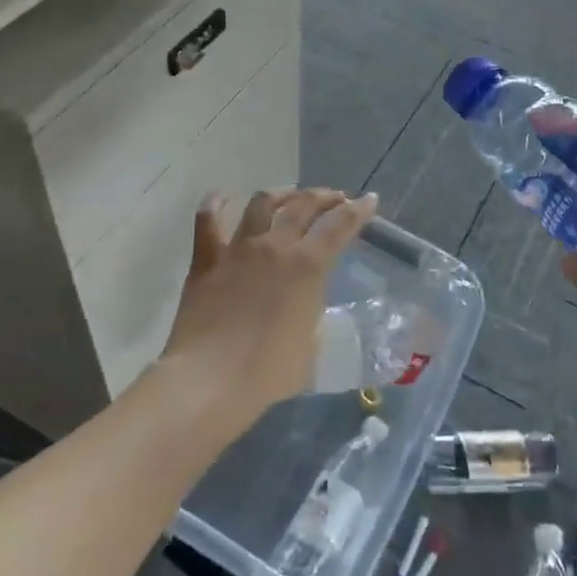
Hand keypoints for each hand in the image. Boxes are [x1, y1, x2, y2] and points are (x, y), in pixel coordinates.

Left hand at [161, 187, 378, 433]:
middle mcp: (275, 246)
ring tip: (289, 196)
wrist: (209, 381)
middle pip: (304, 205)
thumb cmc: (268, 372)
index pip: (340, 226)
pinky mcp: (207, 260)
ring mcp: (238, 249)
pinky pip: (208, 222)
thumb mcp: (309, 346)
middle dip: (324, 197)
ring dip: (281, 194)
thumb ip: (312, 316)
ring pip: (262, 203)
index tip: (369, 200)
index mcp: (308, 266)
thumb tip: (306, 305)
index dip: (358, 210)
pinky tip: (219, 197)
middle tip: (335, 199)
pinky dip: (214, 205)